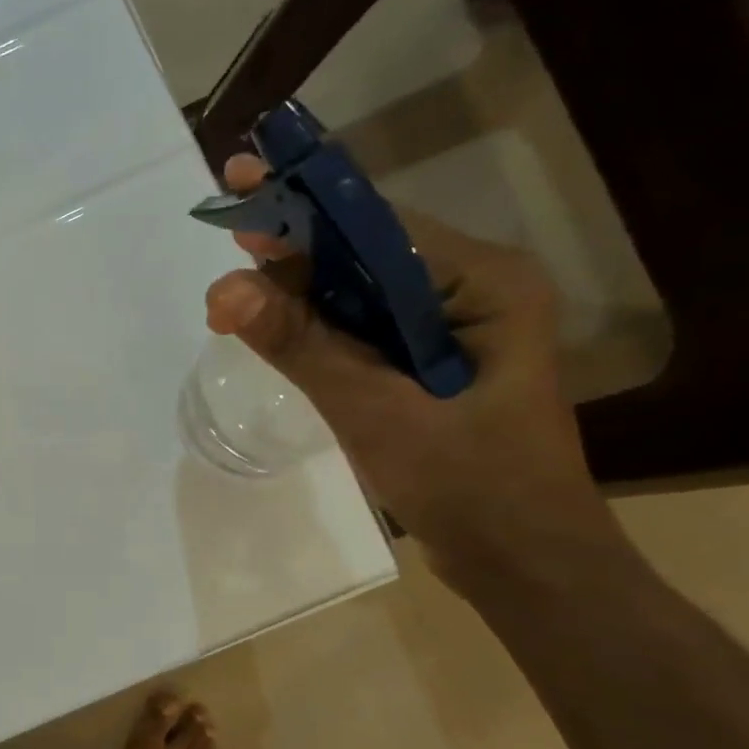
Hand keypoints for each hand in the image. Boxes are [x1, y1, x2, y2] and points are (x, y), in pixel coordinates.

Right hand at [203, 154, 624, 589]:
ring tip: (233, 299)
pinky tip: (274, 329)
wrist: (525, 566)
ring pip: (360, 294)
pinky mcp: (432, 365)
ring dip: (298, 295)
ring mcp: (453, 329)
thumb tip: (224, 290)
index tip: (241, 182)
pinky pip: (364, 330)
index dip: (306, 205)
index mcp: (484, 283)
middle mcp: (473, 290)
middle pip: (366, 254)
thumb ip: (301, 346)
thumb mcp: (374, 412)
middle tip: (225, 242)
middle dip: (294, 253)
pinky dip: (317, 330)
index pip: (379, 226)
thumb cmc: (470, 488)